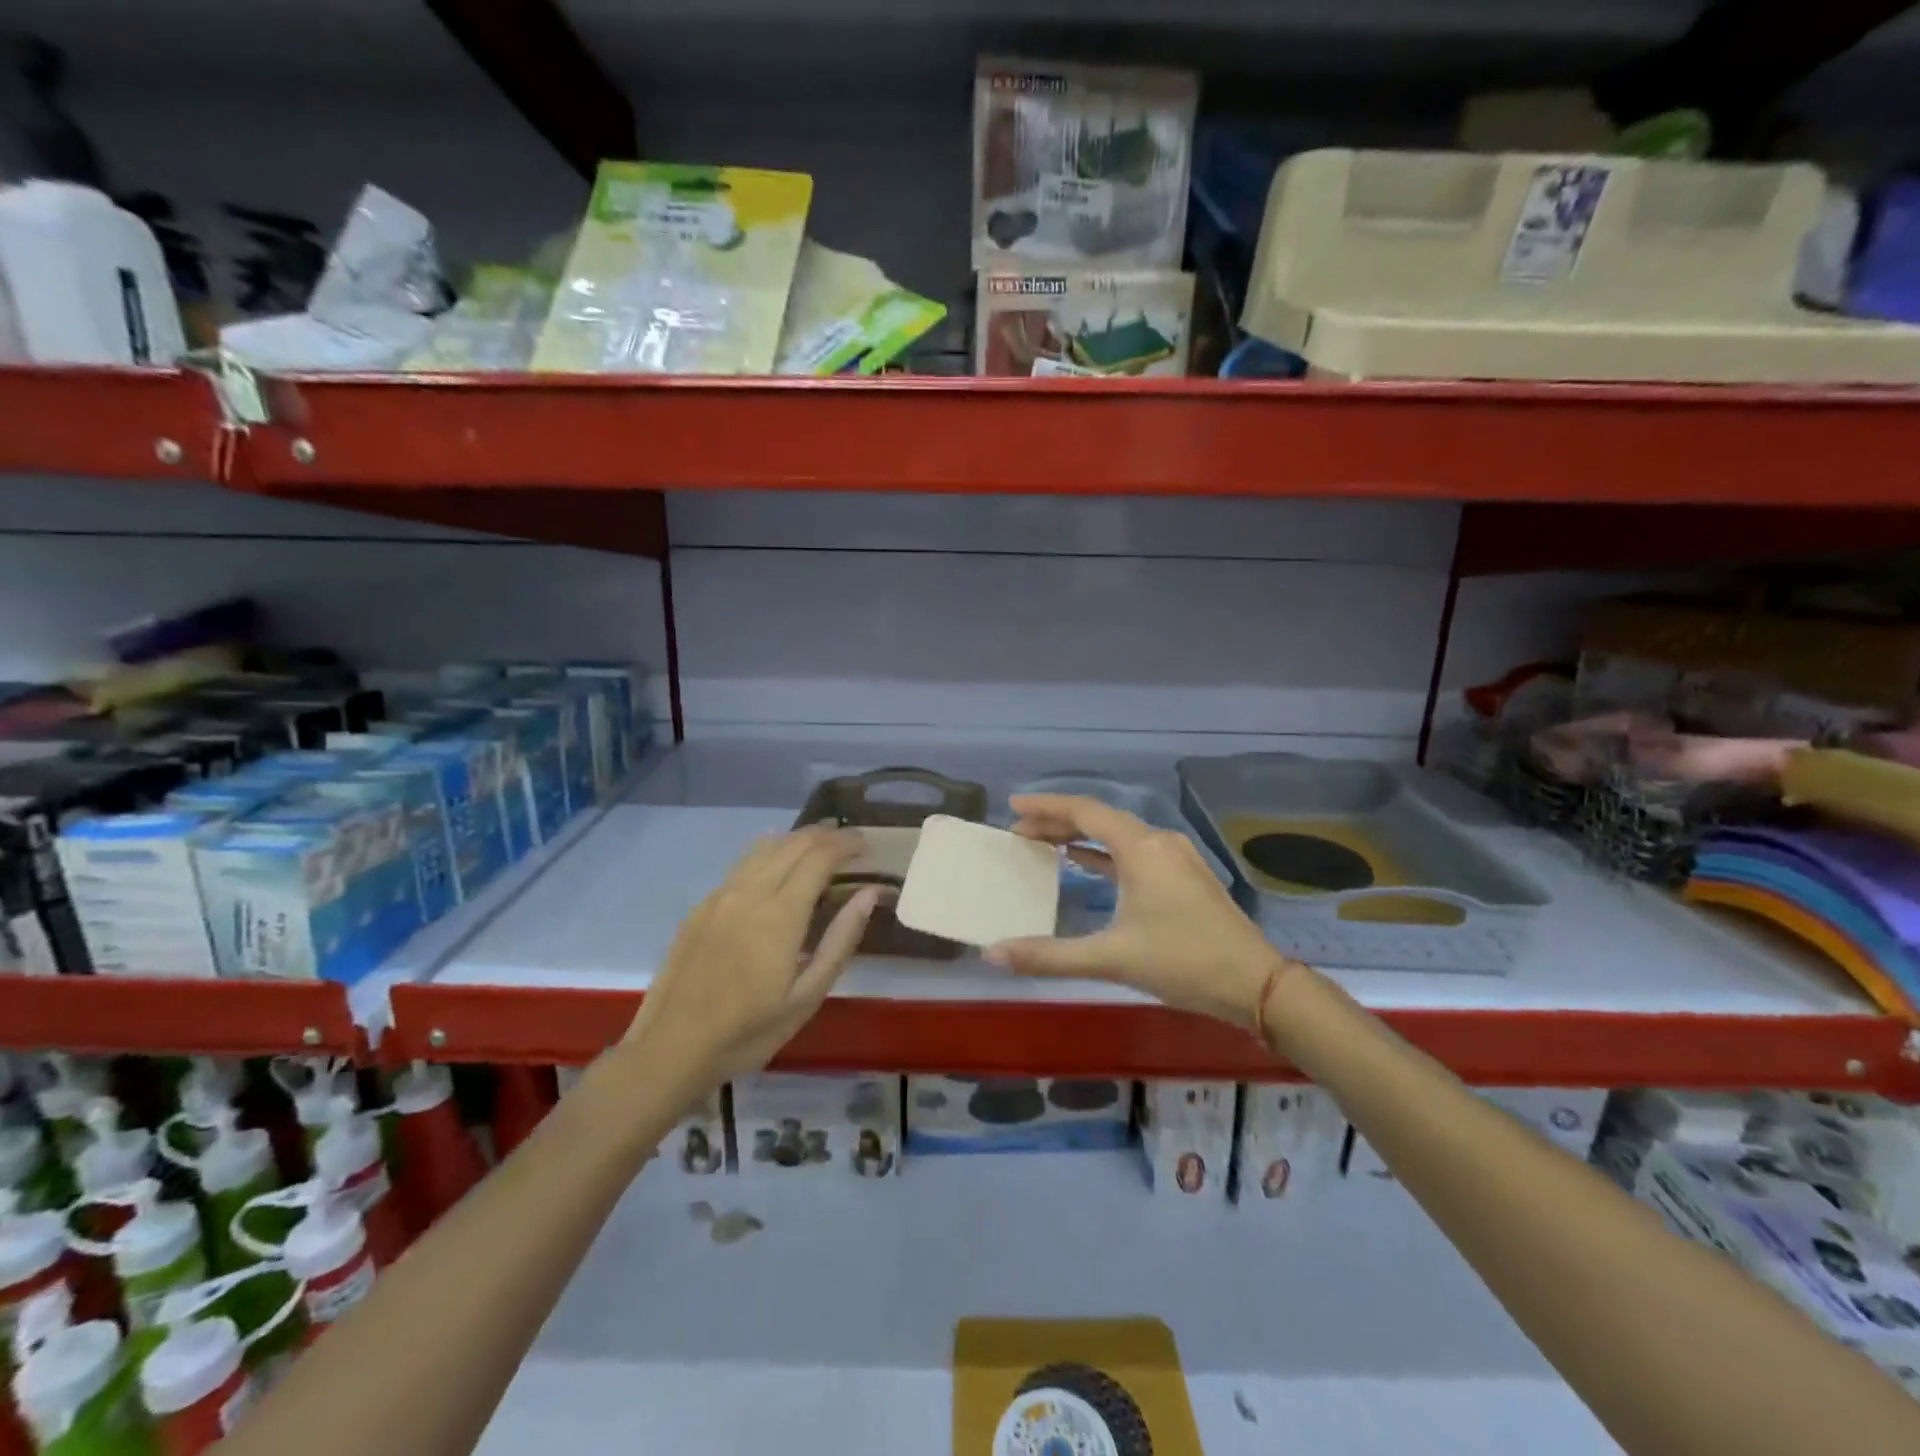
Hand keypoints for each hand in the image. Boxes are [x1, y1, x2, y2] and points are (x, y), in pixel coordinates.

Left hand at [625, 827, 880, 1083]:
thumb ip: (840, 939)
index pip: (820, 857)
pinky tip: (778, 862)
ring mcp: (721, 895)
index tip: (867, 846)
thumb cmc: (748, 1031)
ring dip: (797, 839)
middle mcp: (750, 892)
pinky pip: (743, 863)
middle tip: (851, 842)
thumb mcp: (806, 996)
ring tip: (821, 843)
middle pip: (794, 844)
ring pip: (765, 847)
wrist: (671, 1048)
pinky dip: (770, 852)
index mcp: (780, 914)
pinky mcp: (702, 906)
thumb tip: (869, 893)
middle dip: (826, 835)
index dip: (846, 844)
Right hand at [988, 794, 1293, 1033]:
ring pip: (1118, 835)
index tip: (1013, 807)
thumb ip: (1050, 955)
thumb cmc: (1183, 961)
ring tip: (1044, 843)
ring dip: (1080, 836)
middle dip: (1058, 821)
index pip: (1084, 812)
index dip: (1046, 806)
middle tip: (1019, 831)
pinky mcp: (1184, 876)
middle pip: (1100, 819)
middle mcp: (1158, 842)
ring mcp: (1175, 857)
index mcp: (1140, 848)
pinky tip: (1085, 863)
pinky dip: (1104, 853)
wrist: (1255, 983)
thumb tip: (994, 953)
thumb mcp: (1112, 958)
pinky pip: (1133, 852)